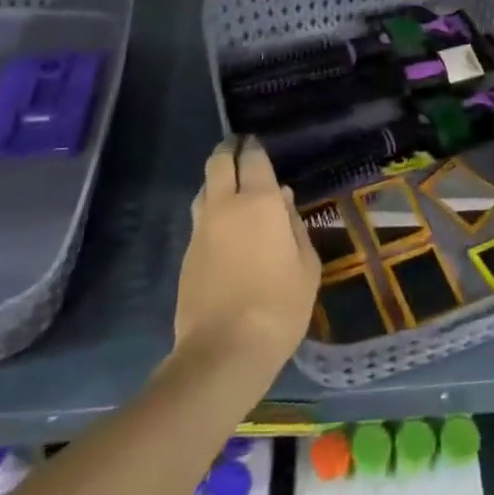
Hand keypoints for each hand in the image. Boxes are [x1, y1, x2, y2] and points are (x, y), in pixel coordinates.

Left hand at [172, 136, 319, 372]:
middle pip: (218, 163)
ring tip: (231, 186)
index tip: (257, 142)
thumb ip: (295, 225)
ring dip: (216, 180)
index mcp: (259, 202)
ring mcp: (201, 230)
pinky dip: (211, 210)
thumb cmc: (279, 306)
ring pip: (204, 188)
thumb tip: (283, 199)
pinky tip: (223, 225)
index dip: (254, 147)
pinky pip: (200, 218)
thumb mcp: (306, 265)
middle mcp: (225, 206)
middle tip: (239, 148)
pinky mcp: (187, 255)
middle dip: (228, 150)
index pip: (253, 159)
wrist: (223, 352)